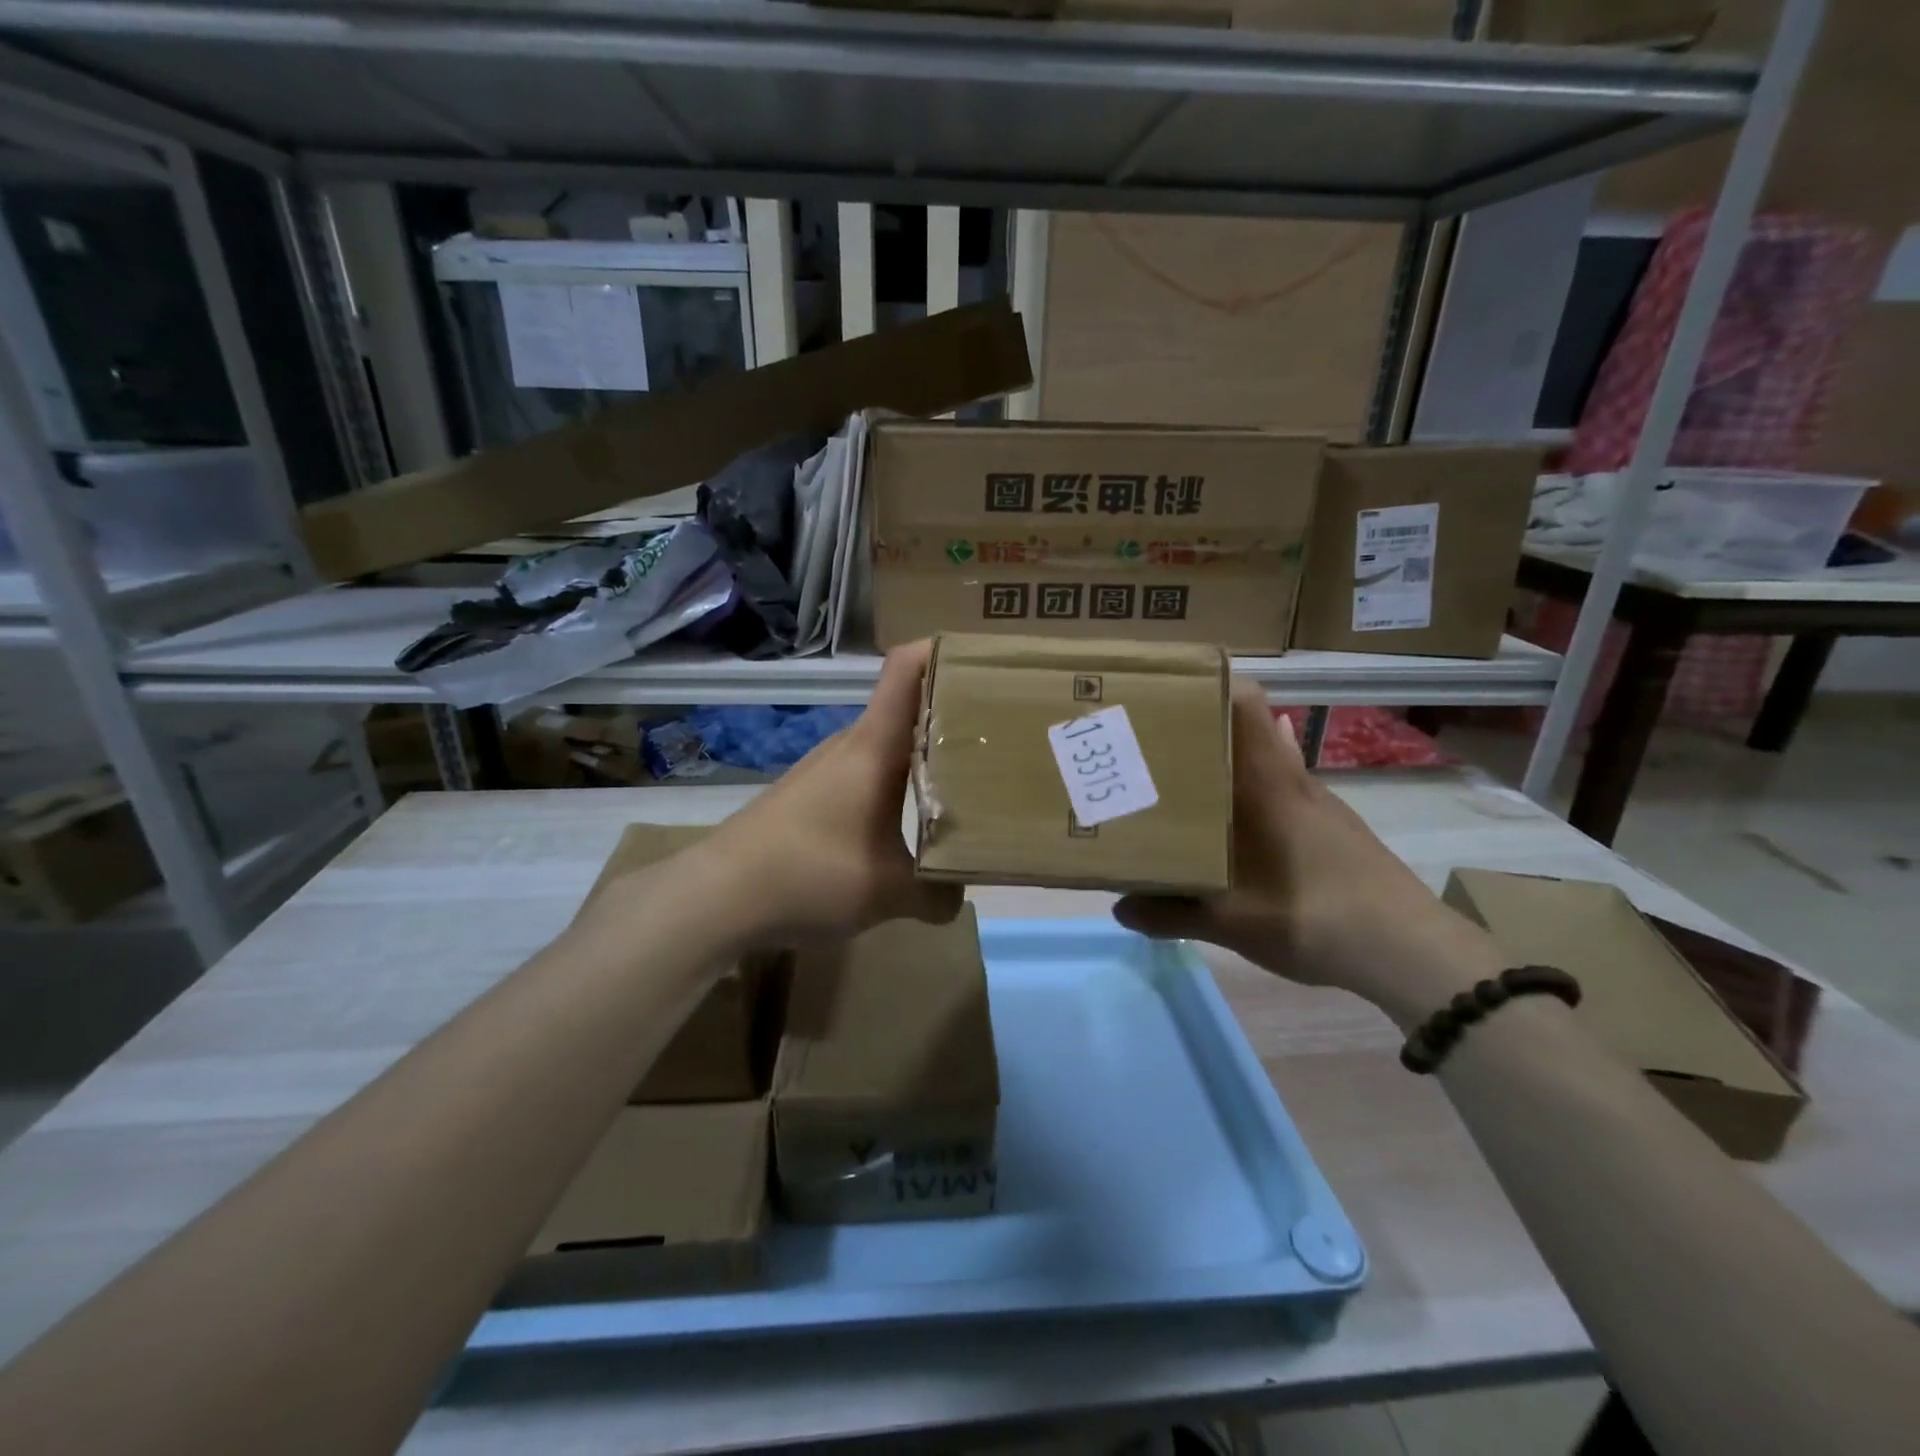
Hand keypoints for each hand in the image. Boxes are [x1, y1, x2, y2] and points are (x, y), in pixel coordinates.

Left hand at [701, 641, 962, 944]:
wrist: (718, 895)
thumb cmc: (811, 874)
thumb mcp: (888, 893)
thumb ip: (937, 894)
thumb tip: (959, 896)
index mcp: (875, 746)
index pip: (907, 668)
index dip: (944, 651)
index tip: (988, 664)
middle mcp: (849, 743)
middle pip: (906, 705)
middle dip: (952, 712)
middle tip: (998, 735)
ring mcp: (825, 766)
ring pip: (885, 743)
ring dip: (921, 752)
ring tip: (963, 778)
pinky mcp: (808, 792)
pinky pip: (864, 771)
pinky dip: (892, 781)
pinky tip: (903, 819)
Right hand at [1113, 683, 1500, 1024]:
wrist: (1409, 950)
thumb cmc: (1314, 917)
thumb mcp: (1231, 922)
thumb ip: (1170, 913)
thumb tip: (1120, 907)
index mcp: (1268, 783)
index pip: (1245, 703)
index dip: (1206, 685)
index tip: (1161, 690)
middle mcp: (1293, 779)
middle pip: (1247, 727)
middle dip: (1199, 726)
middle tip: (1150, 742)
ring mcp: (1317, 802)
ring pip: (1263, 760)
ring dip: (1224, 762)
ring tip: (1179, 781)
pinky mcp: (1332, 826)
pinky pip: (1280, 790)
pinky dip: (1249, 793)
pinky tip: (1229, 825)